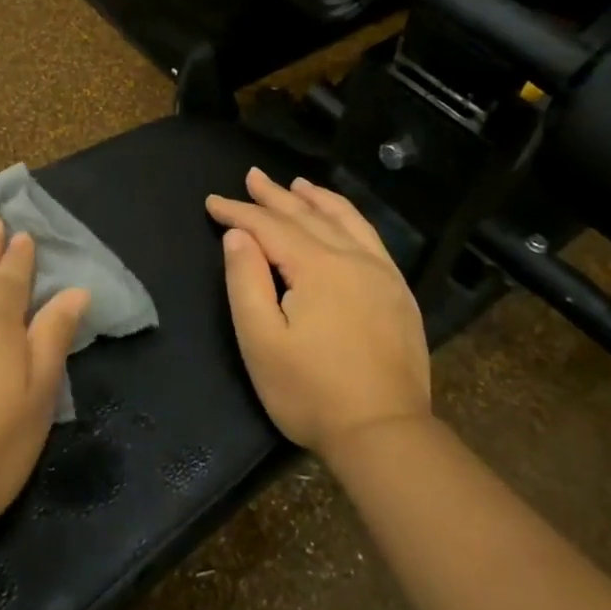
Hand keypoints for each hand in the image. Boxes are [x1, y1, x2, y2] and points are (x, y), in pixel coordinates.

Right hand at [207, 168, 432, 459]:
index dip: (238, 212)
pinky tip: (341, 219)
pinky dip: (349, 218)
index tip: (212, 202)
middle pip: (307, 215)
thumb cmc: (310, 392)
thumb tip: (237, 235)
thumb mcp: (261, 341)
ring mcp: (381, 273)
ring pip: (345, 220)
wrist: (384, 433)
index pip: (270, 226)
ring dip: (316, 199)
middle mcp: (352, 258)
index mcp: (317, 267)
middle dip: (274, 196)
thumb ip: (245, 281)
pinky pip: (370, 238)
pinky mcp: (398, 292)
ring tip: (297, 184)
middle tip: (251, 176)